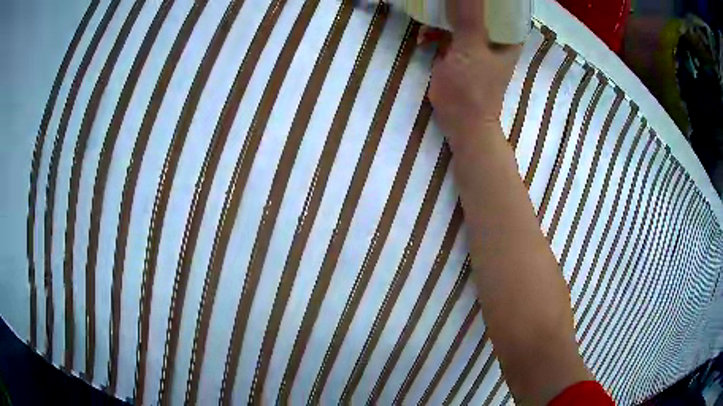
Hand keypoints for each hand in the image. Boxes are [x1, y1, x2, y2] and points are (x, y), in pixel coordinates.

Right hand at [428, 0, 521, 143]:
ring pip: (460, 18)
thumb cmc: (472, 88)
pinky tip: (424, 36)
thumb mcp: (470, 47)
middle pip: (477, 8)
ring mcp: (476, 43)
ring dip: (442, 16)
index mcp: (507, 35)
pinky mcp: (460, 51)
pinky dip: (434, 31)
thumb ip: (468, 16)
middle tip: (440, 1)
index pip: (498, 5)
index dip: (482, 0)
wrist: (460, 121)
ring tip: (427, 17)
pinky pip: (447, 31)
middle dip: (456, 3)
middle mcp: (494, 36)